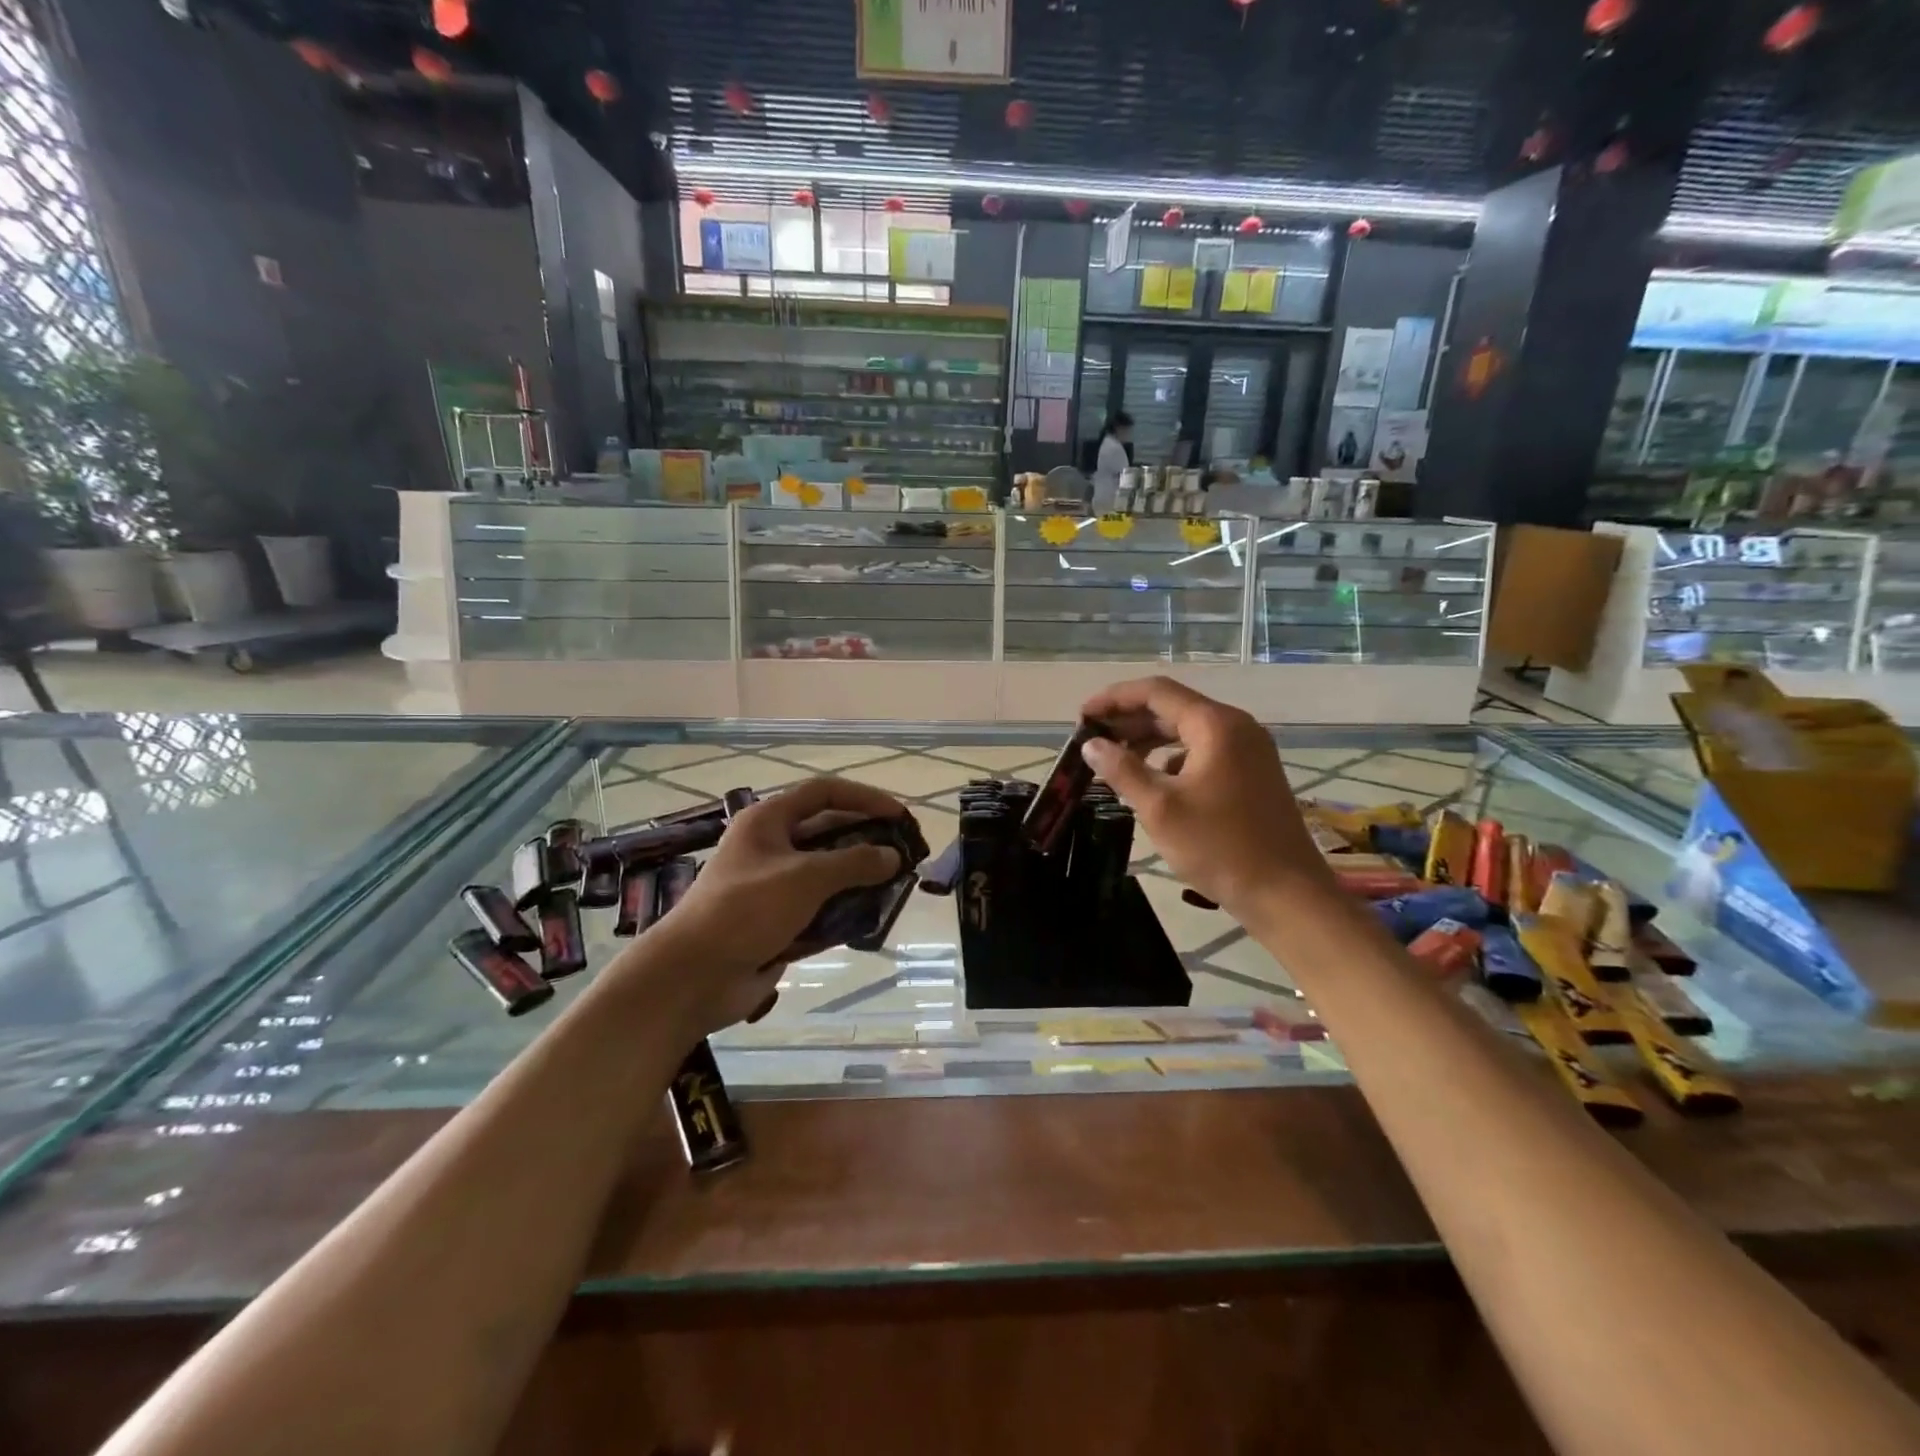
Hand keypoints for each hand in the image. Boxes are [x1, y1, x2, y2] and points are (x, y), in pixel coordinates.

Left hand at [633, 776, 907, 1036]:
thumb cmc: (746, 910)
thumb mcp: (805, 877)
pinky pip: (818, 908)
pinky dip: (843, 911)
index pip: (824, 793)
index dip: (864, 798)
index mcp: (768, 821)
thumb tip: (893, 856)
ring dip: (858, 879)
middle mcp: (771, 847)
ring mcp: (773, 886)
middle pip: (827, 832)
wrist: (693, 975)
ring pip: (826, 873)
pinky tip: (870, 920)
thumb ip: (854, 863)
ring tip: (896, 888)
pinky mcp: (776, 921)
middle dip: (866, 841)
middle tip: (903, 855)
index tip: (899, 815)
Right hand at [1079, 676, 1331, 917]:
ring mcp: (1249, 751)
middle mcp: (1236, 727)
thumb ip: (1122, 770)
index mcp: (1216, 725)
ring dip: (1149, 740)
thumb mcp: (1160, 808)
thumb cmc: (1219, 847)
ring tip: (1113, 759)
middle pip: (1173, 708)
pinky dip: (1172, 759)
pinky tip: (1151, 782)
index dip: (1114, 699)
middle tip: (1091, 739)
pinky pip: (1203, 752)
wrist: (1286, 894)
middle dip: (1129, 720)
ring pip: (1188, 731)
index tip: (1082, 716)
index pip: (1156, 692)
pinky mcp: (1252, 774)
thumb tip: (1092, 745)